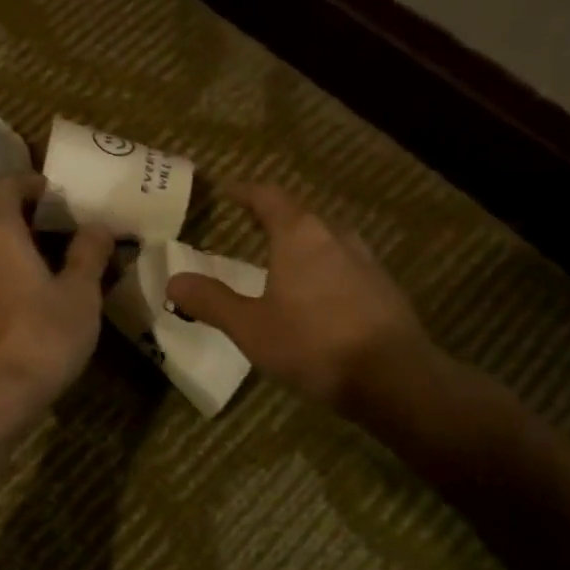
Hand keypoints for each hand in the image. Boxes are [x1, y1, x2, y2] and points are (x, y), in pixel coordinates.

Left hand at [0, 173, 115, 419]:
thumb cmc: (40, 336)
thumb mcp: (80, 294)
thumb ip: (88, 255)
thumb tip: (96, 226)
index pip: (4, 186)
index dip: (30, 181)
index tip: (56, 191)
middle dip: (30, 221)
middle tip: (66, 232)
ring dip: (18, 255)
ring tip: (56, 272)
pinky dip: (7, 284)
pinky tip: (33, 310)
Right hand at [165, 182, 442, 424]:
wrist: (395, 379)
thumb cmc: (313, 344)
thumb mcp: (250, 327)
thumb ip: (211, 301)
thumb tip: (174, 281)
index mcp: (300, 236)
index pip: (269, 197)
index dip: (245, 191)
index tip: (227, 190)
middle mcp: (336, 238)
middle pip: (301, 216)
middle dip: (274, 218)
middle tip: (249, 225)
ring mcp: (367, 262)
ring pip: (327, 241)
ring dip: (302, 244)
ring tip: (282, 260)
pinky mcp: (385, 289)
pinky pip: (345, 266)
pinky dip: (324, 269)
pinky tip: (317, 296)